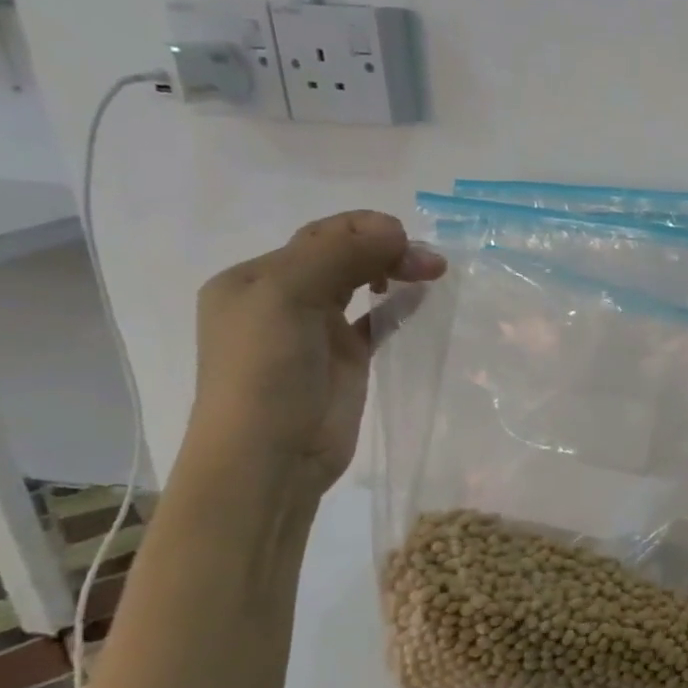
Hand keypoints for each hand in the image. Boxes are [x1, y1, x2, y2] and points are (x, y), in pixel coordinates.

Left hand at [187, 212, 445, 495]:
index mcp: (255, 278)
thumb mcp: (286, 298)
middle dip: (387, 249)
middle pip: (342, 256)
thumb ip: (338, 256)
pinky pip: (376, 320)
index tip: (407, 238)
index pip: (319, 236)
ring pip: (361, 284)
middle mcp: (283, 298)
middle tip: (430, 263)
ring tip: (433, 273)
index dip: (365, 229)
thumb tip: (396, 230)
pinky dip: (398, 305)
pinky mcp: (346, 360)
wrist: (269, 457)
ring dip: (395, 271)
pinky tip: (421, 299)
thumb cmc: (265, 373)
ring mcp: (316, 331)